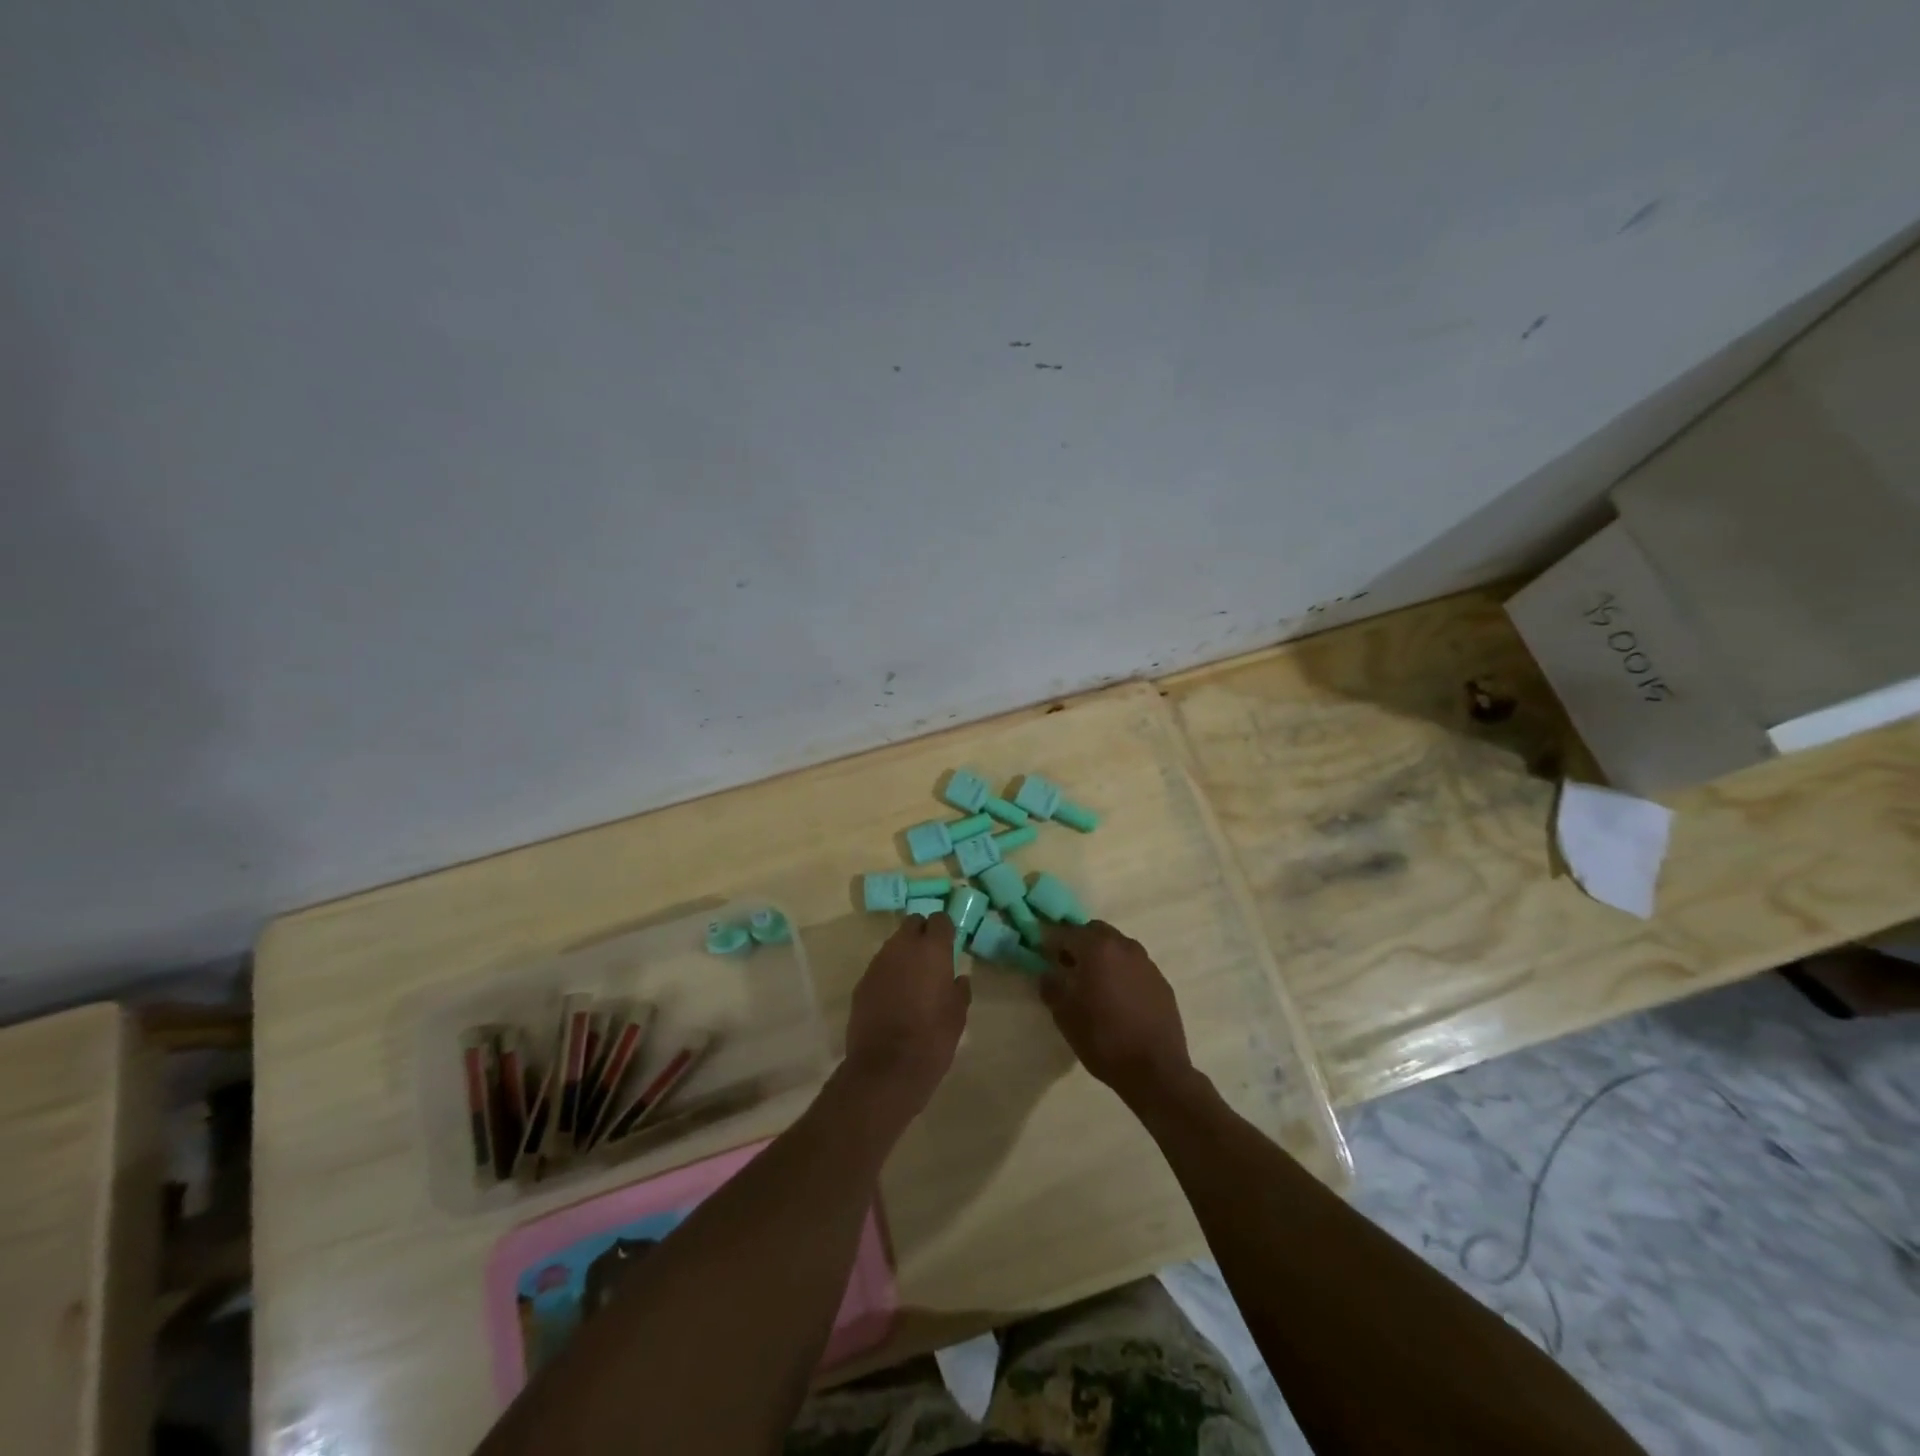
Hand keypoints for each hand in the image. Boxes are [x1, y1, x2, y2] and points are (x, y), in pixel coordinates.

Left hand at [843, 913, 970, 1113]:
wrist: (886, 1068)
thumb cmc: (932, 1038)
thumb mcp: (958, 1015)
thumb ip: (959, 990)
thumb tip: (958, 978)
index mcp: (932, 950)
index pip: (939, 920)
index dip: (945, 930)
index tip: (950, 945)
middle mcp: (902, 947)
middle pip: (912, 923)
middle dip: (922, 934)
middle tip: (931, 958)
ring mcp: (878, 963)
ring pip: (894, 944)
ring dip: (904, 954)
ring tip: (913, 980)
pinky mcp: (862, 982)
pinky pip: (880, 967)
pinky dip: (889, 974)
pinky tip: (894, 997)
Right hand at [1040, 921, 1192, 1104]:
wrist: (1155, 1070)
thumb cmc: (1103, 1038)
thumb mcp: (1064, 1015)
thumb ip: (1051, 986)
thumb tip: (1048, 972)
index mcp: (1097, 948)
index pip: (1066, 932)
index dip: (1050, 941)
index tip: (1041, 954)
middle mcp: (1124, 946)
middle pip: (1095, 932)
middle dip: (1079, 943)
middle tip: (1068, 967)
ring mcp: (1147, 963)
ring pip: (1118, 947)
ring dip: (1103, 957)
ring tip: (1094, 984)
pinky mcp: (1162, 982)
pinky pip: (1135, 966)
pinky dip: (1122, 972)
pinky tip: (1118, 999)